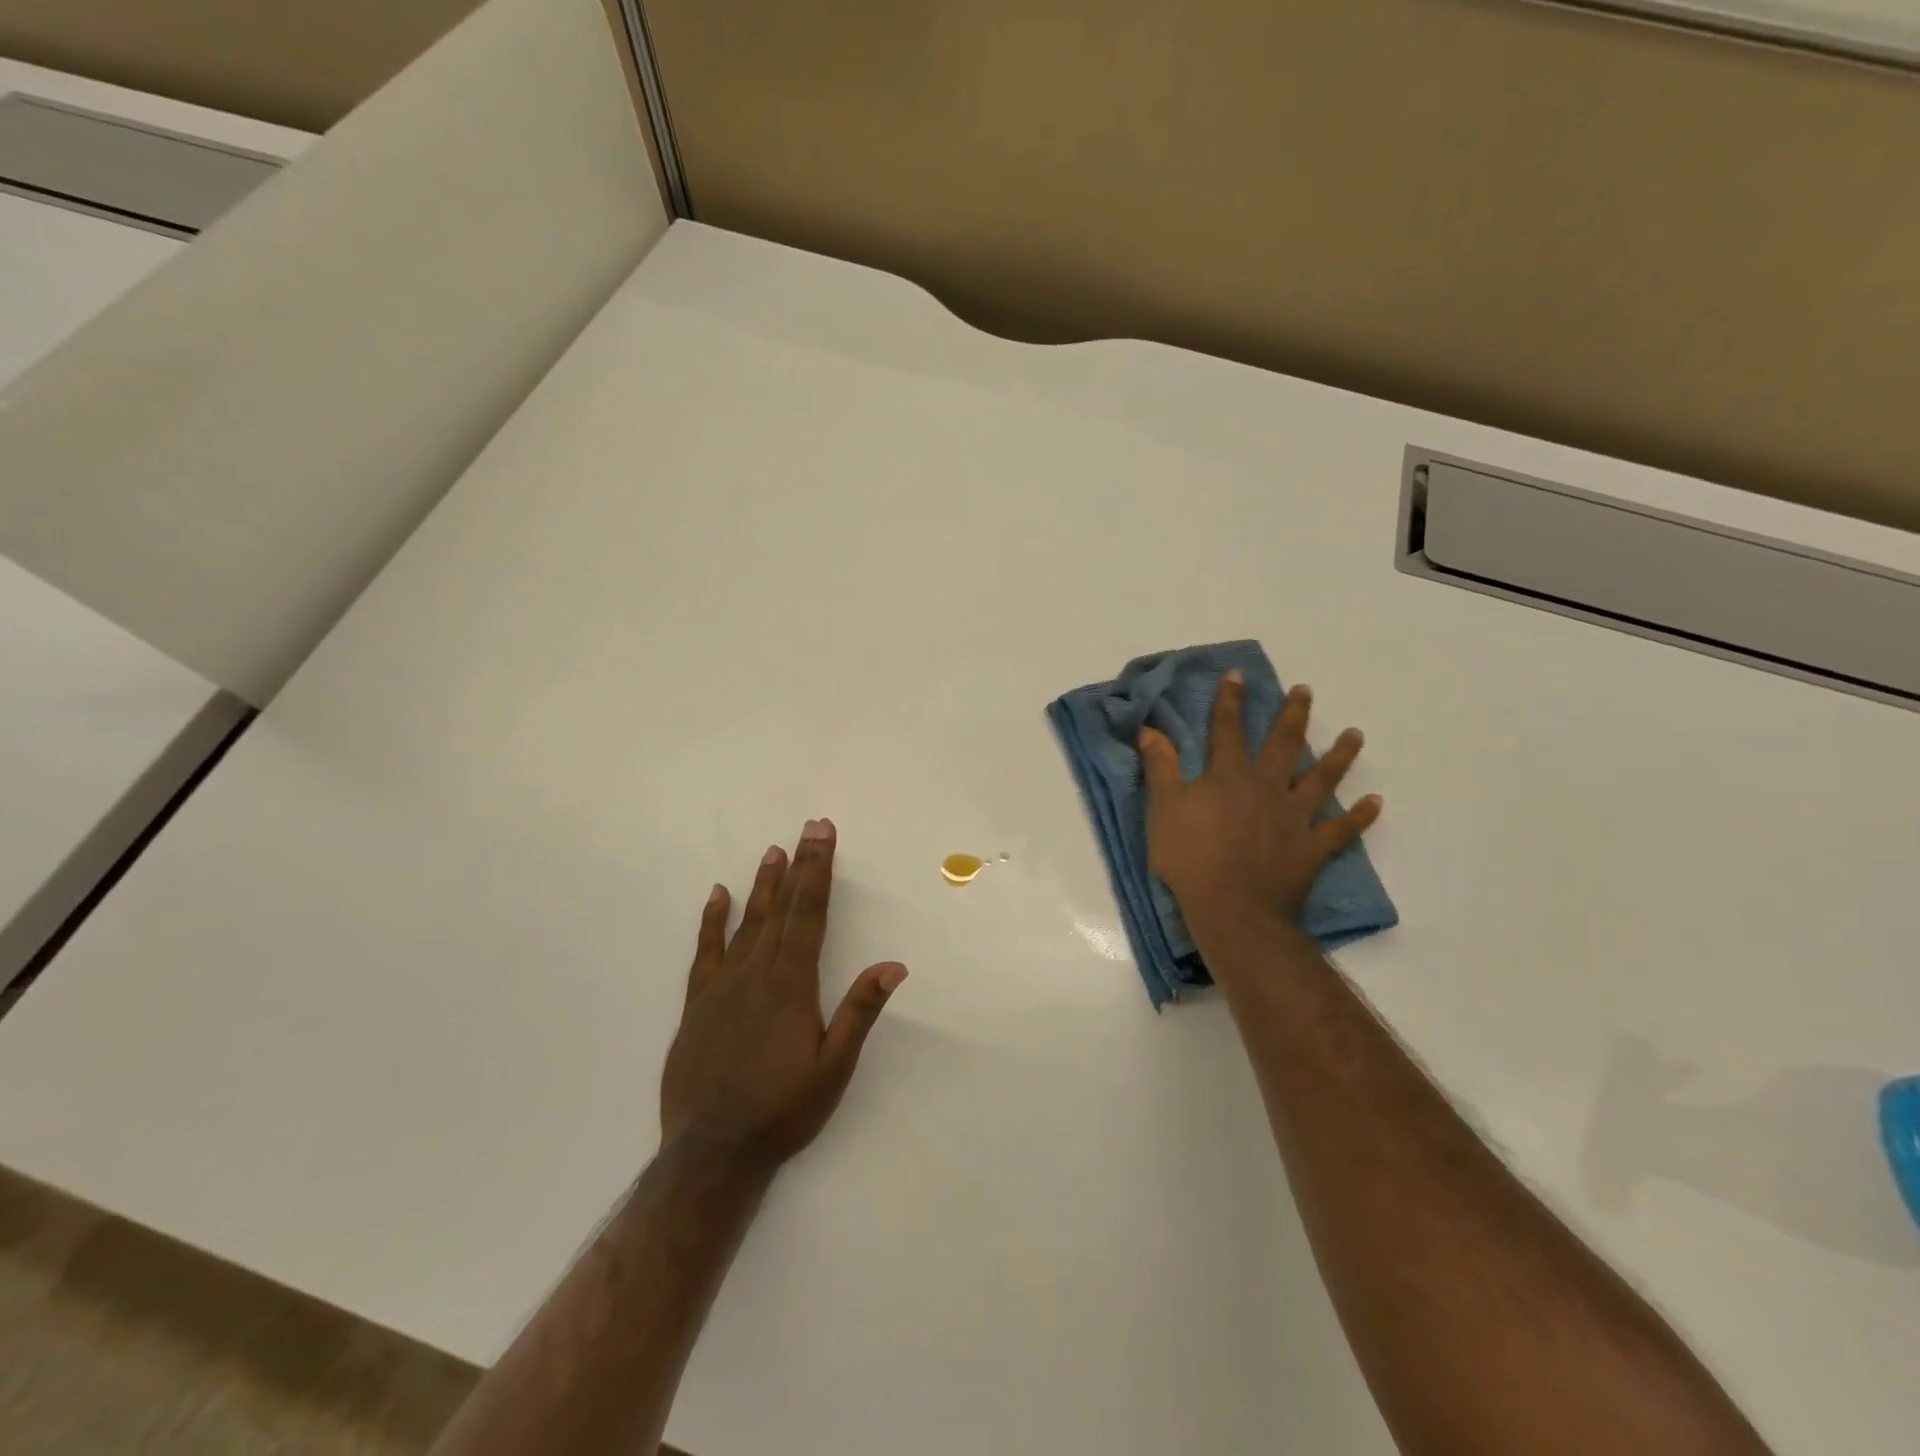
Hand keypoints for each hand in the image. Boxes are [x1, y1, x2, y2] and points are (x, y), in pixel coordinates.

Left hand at [660, 819, 906, 1180]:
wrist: (711, 1152)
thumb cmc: (782, 1110)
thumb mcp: (833, 1068)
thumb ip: (860, 1012)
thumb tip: (894, 964)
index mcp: (792, 984)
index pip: (808, 914)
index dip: (817, 871)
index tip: (822, 835)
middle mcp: (756, 973)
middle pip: (782, 908)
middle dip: (798, 865)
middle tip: (808, 828)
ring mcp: (722, 986)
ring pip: (747, 923)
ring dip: (762, 885)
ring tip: (772, 852)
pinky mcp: (698, 1004)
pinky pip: (706, 952)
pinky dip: (712, 921)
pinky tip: (718, 896)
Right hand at [1140, 673, 1380, 929]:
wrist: (1233, 909)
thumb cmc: (1191, 858)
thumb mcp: (1164, 808)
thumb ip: (1160, 767)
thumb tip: (1150, 729)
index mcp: (1229, 775)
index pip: (1227, 729)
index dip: (1230, 701)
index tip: (1237, 675)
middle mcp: (1267, 787)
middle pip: (1283, 744)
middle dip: (1293, 715)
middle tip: (1305, 692)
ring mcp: (1295, 817)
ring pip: (1321, 779)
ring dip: (1339, 756)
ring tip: (1355, 735)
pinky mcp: (1312, 848)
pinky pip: (1342, 830)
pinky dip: (1360, 817)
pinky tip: (1375, 803)